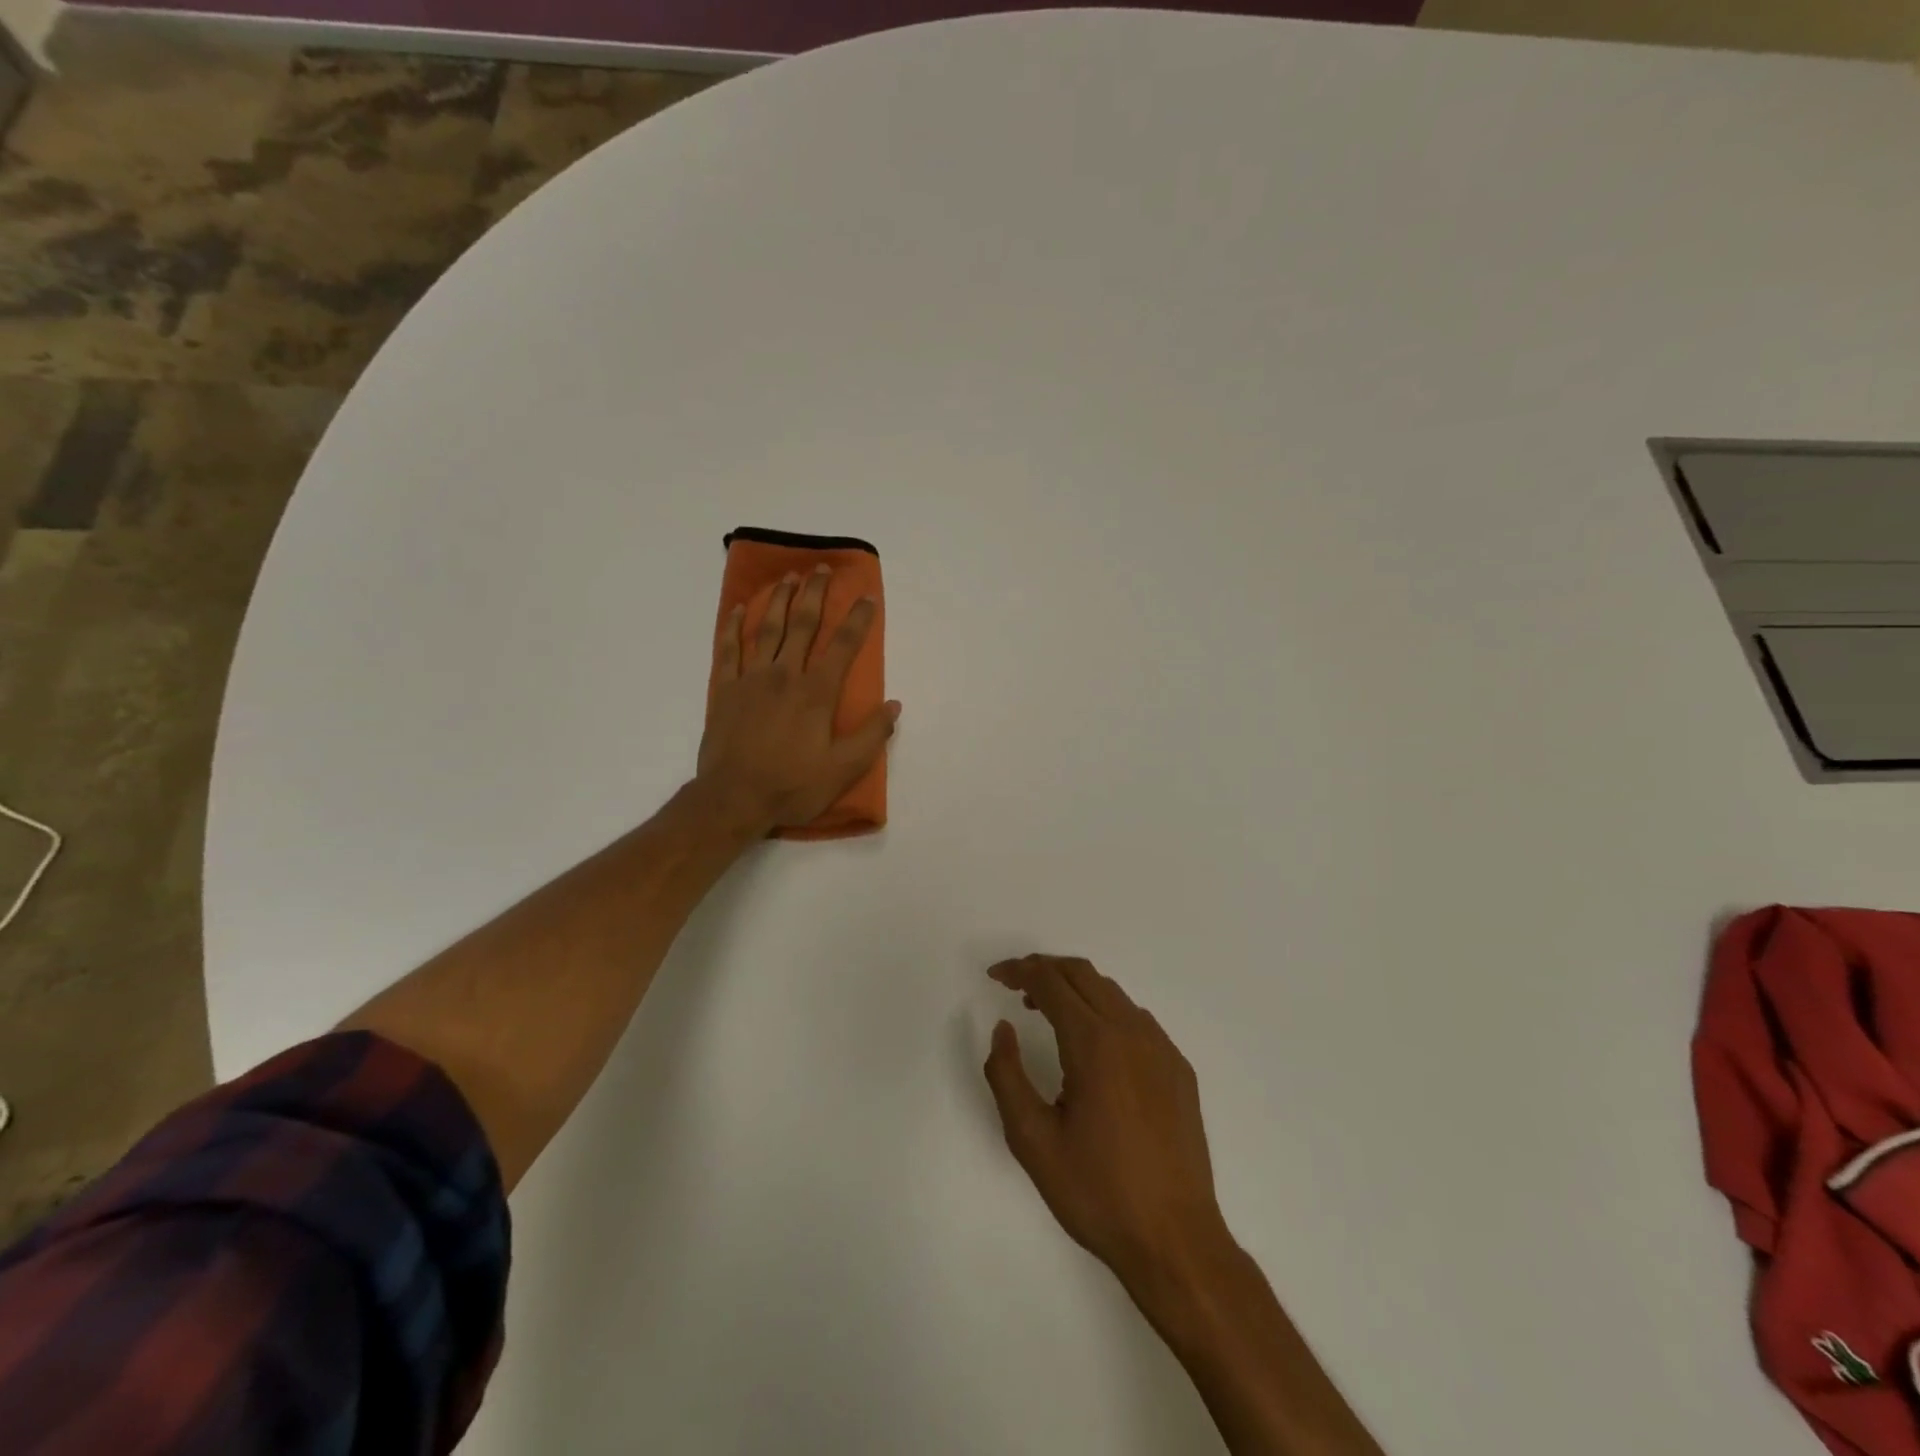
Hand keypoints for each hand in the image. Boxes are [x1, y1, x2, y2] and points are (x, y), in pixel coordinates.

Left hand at [699, 565, 899, 832]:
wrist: (733, 798)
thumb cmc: (792, 785)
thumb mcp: (843, 769)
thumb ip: (871, 735)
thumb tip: (894, 705)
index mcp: (816, 693)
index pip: (843, 647)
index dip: (857, 619)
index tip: (866, 597)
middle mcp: (785, 675)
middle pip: (802, 625)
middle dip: (814, 594)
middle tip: (821, 569)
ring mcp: (751, 679)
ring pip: (767, 629)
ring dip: (778, 600)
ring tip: (787, 577)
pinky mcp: (725, 690)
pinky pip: (728, 649)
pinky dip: (732, 627)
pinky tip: (738, 609)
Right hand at [984, 955, 1230, 1291]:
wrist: (1176, 1241)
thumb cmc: (1096, 1192)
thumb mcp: (1032, 1140)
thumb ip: (1007, 1075)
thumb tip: (1003, 1029)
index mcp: (1094, 1043)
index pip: (1050, 982)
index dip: (1019, 971)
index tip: (994, 976)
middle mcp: (1131, 1032)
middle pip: (1083, 974)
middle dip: (1044, 969)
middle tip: (1015, 984)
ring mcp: (1161, 1048)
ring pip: (1112, 993)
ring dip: (1075, 988)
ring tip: (1046, 1011)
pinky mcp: (1179, 1069)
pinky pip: (1136, 1019)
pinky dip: (1104, 1010)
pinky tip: (1092, 1044)